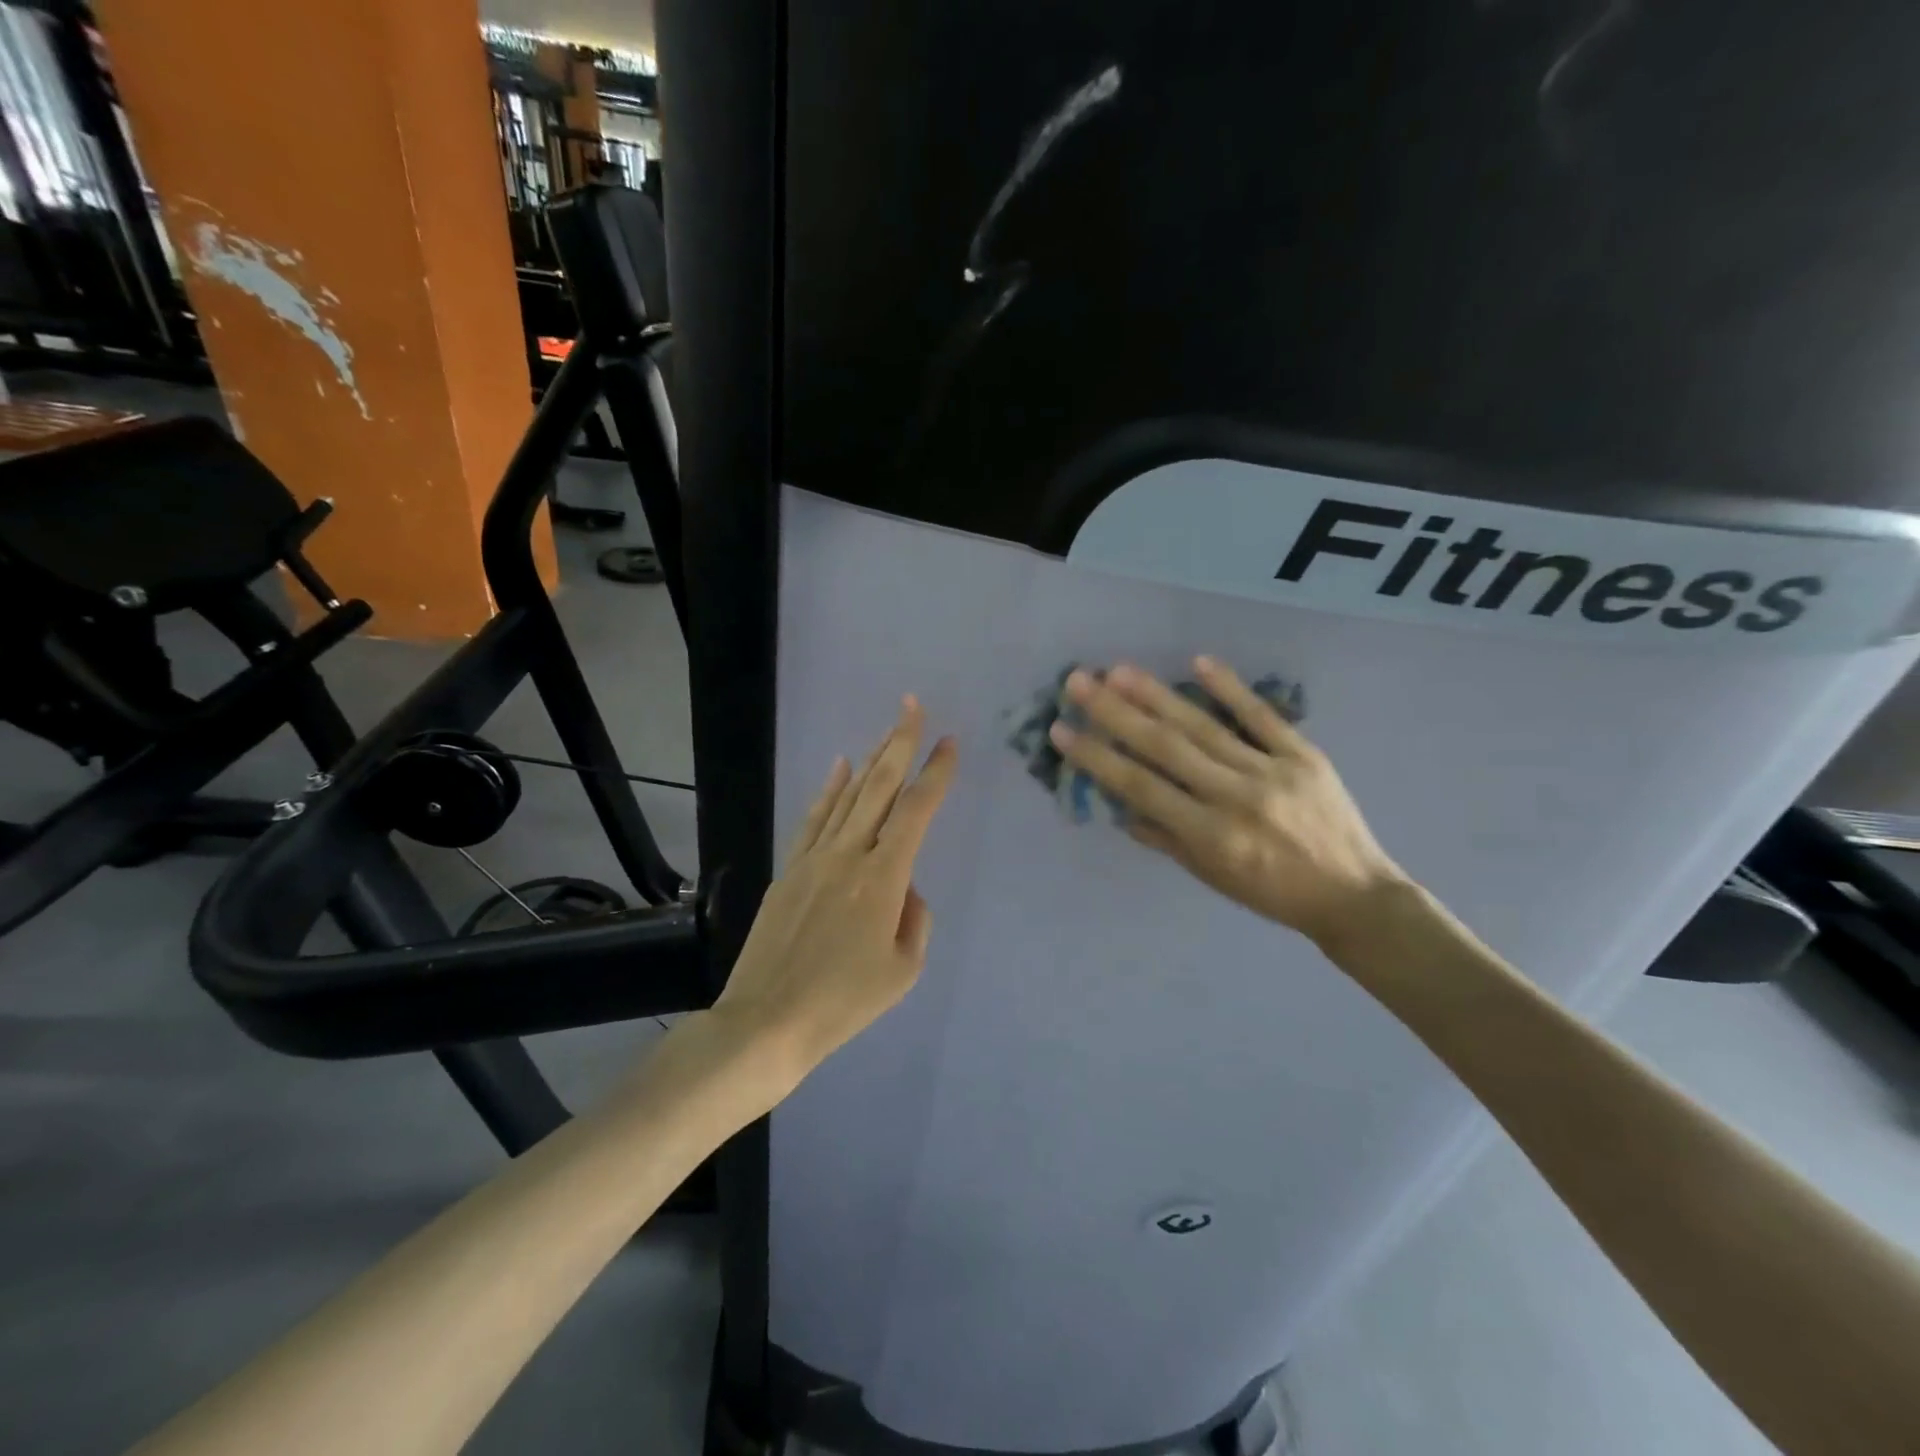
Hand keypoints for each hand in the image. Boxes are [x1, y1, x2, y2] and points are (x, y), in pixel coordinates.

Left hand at [707, 696, 957, 1086]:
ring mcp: (813, 858)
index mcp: (883, 878)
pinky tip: (840, 766)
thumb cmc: (843, 1002)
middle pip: (879, 787)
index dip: (935, 774)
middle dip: (900, 743)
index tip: (950, 744)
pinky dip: (830, 789)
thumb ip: (914, 918)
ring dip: (870, 759)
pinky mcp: (789, 870)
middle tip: (912, 706)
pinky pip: (814, 819)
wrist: (767, 1021)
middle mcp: (849, 855)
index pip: (916, 812)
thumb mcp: (902, 970)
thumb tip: (904, 890)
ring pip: (847, 796)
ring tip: (888, 730)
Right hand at [1050, 657, 1406, 947]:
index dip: (1097, 758)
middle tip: (1080, 682)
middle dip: (1116, 713)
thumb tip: (1121, 806)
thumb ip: (1165, 839)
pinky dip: (1231, 688)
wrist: (1354, 895)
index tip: (1062, 731)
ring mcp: (1272, 772)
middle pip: (1165, 747)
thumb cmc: (1271, 894)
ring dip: (1158, 696)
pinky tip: (1199, 662)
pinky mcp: (1304, 755)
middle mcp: (1235, 798)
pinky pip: (1263, 717)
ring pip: (1205, 727)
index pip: (1140, 788)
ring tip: (1120, 670)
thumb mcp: (1211, 877)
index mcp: (1209, 836)